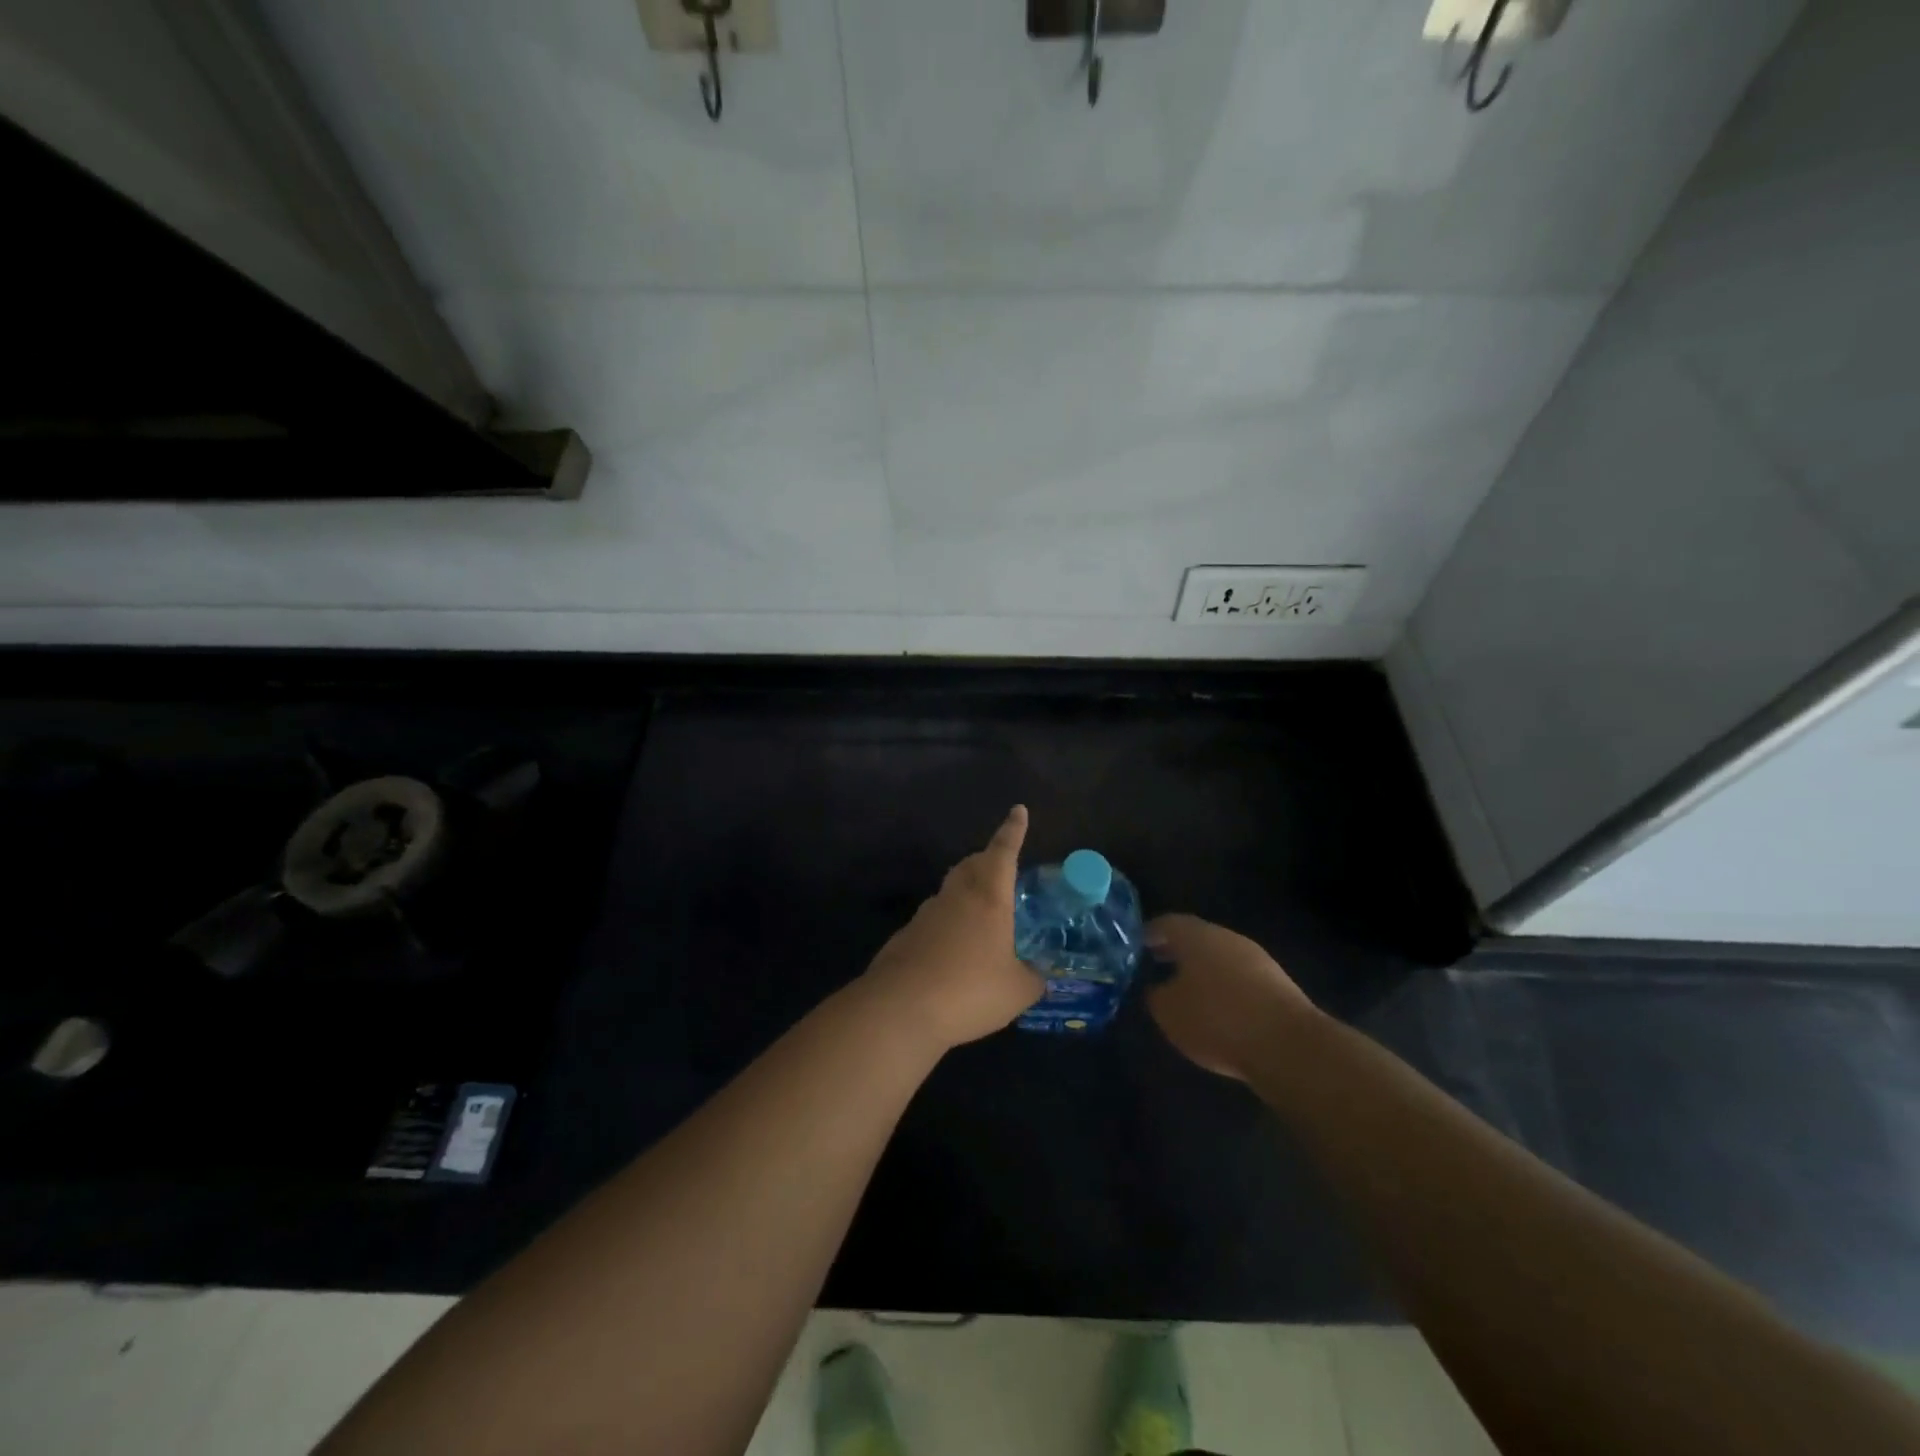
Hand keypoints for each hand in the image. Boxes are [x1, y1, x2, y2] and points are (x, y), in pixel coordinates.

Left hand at [860, 806, 1043, 1051]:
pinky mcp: (905, 937)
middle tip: (1002, 869)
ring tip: (982, 917)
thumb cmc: (969, 990)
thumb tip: (1038, 976)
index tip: (1018, 810)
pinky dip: (947, 926)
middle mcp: (956, 897)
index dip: (1013, 831)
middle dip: (988, 860)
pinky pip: (933, 920)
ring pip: (950, 890)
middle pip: (972, 864)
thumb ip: (1033, 978)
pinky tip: (953, 954)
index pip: (1003, 852)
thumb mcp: (1017, 991)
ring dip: (966, 893)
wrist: (900, 1009)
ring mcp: (926, 914)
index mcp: (988, 898)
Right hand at [1145, 914, 1314, 1081]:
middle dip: (1177, 951)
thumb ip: (1157, 996)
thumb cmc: (1217, 1020)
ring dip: (1202, 970)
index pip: (1167, 924)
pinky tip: (1218, 1009)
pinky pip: (1240, 979)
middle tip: (1156, 964)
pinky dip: (1225, 988)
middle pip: (1196, 938)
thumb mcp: (1169, 1012)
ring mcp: (1257, 960)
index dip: (1150, 934)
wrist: (1288, 1046)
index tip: (1136, 945)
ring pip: (1220, 958)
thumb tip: (1158, 988)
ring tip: (1185, 991)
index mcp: (1197, 936)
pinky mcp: (1278, 985)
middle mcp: (1227, 939)